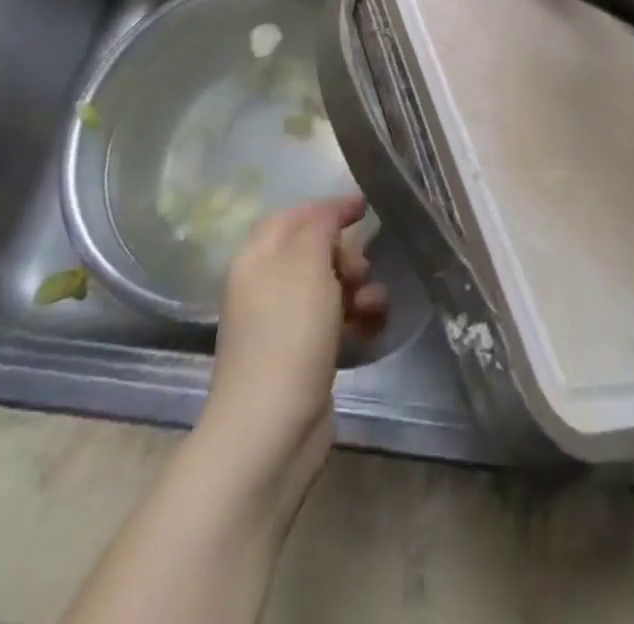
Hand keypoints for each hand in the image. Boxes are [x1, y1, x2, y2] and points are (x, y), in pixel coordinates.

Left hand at [202, 196, 387, 493]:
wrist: (271, 428)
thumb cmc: (288, 332)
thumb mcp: (307, 262)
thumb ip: (321, 224)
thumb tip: (332, 211)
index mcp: (258, 258)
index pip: (294, 215)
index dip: (329, 207)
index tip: (367, 206)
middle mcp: (266, 286)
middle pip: (315, 251)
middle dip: (349, 253)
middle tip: (364, 269)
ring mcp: (283, 324)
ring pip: (330, 287)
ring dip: (359, 288)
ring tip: (374, 305)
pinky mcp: (302, 356)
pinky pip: (335, 322)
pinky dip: (356, 319)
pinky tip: (374, 327)